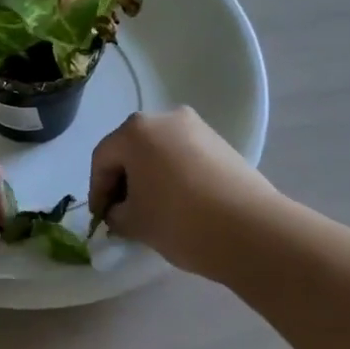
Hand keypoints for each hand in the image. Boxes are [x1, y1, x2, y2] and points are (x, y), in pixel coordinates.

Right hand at [89, 108, 274, 274]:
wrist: (252, 230)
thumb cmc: (180, 220)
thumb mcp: (134, 223)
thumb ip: (116, 214)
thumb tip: (119, 212)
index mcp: (135, 131)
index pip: (103, 158)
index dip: (97, 191)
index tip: (102, 219)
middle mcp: (165, 118)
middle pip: (131, 149)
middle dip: (123, 181)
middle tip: (122, 213)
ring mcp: (197, 128)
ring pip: (159, 152)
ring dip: (149, 177)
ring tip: (152, 210)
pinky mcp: (221, 144)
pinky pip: (184, 156)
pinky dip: (173, 175)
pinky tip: (178, 204)